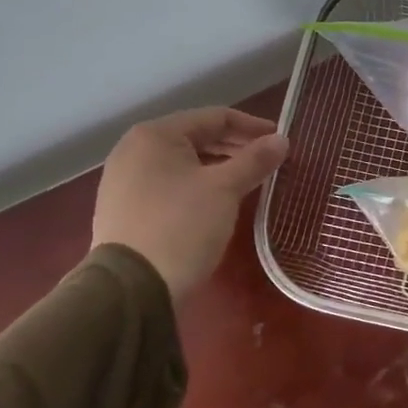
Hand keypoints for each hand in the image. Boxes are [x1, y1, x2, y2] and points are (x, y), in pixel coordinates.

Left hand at [91, 109, 288, 301]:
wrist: (132, 289)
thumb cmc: (181, 226)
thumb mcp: (225, 189)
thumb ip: (255, 160)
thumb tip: (282, 140)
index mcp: (155, 135)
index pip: (214, 117)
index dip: (251, 126)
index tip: (280, 140)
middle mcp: (134, 150)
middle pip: (197, 138)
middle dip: (235, 147)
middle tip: (268, 161)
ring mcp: (125, 181)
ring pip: (183, 163)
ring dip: (218, 167)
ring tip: (248, 181)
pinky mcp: (125, 209)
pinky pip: (170, 184)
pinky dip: (197, 185)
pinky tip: (218, 202)